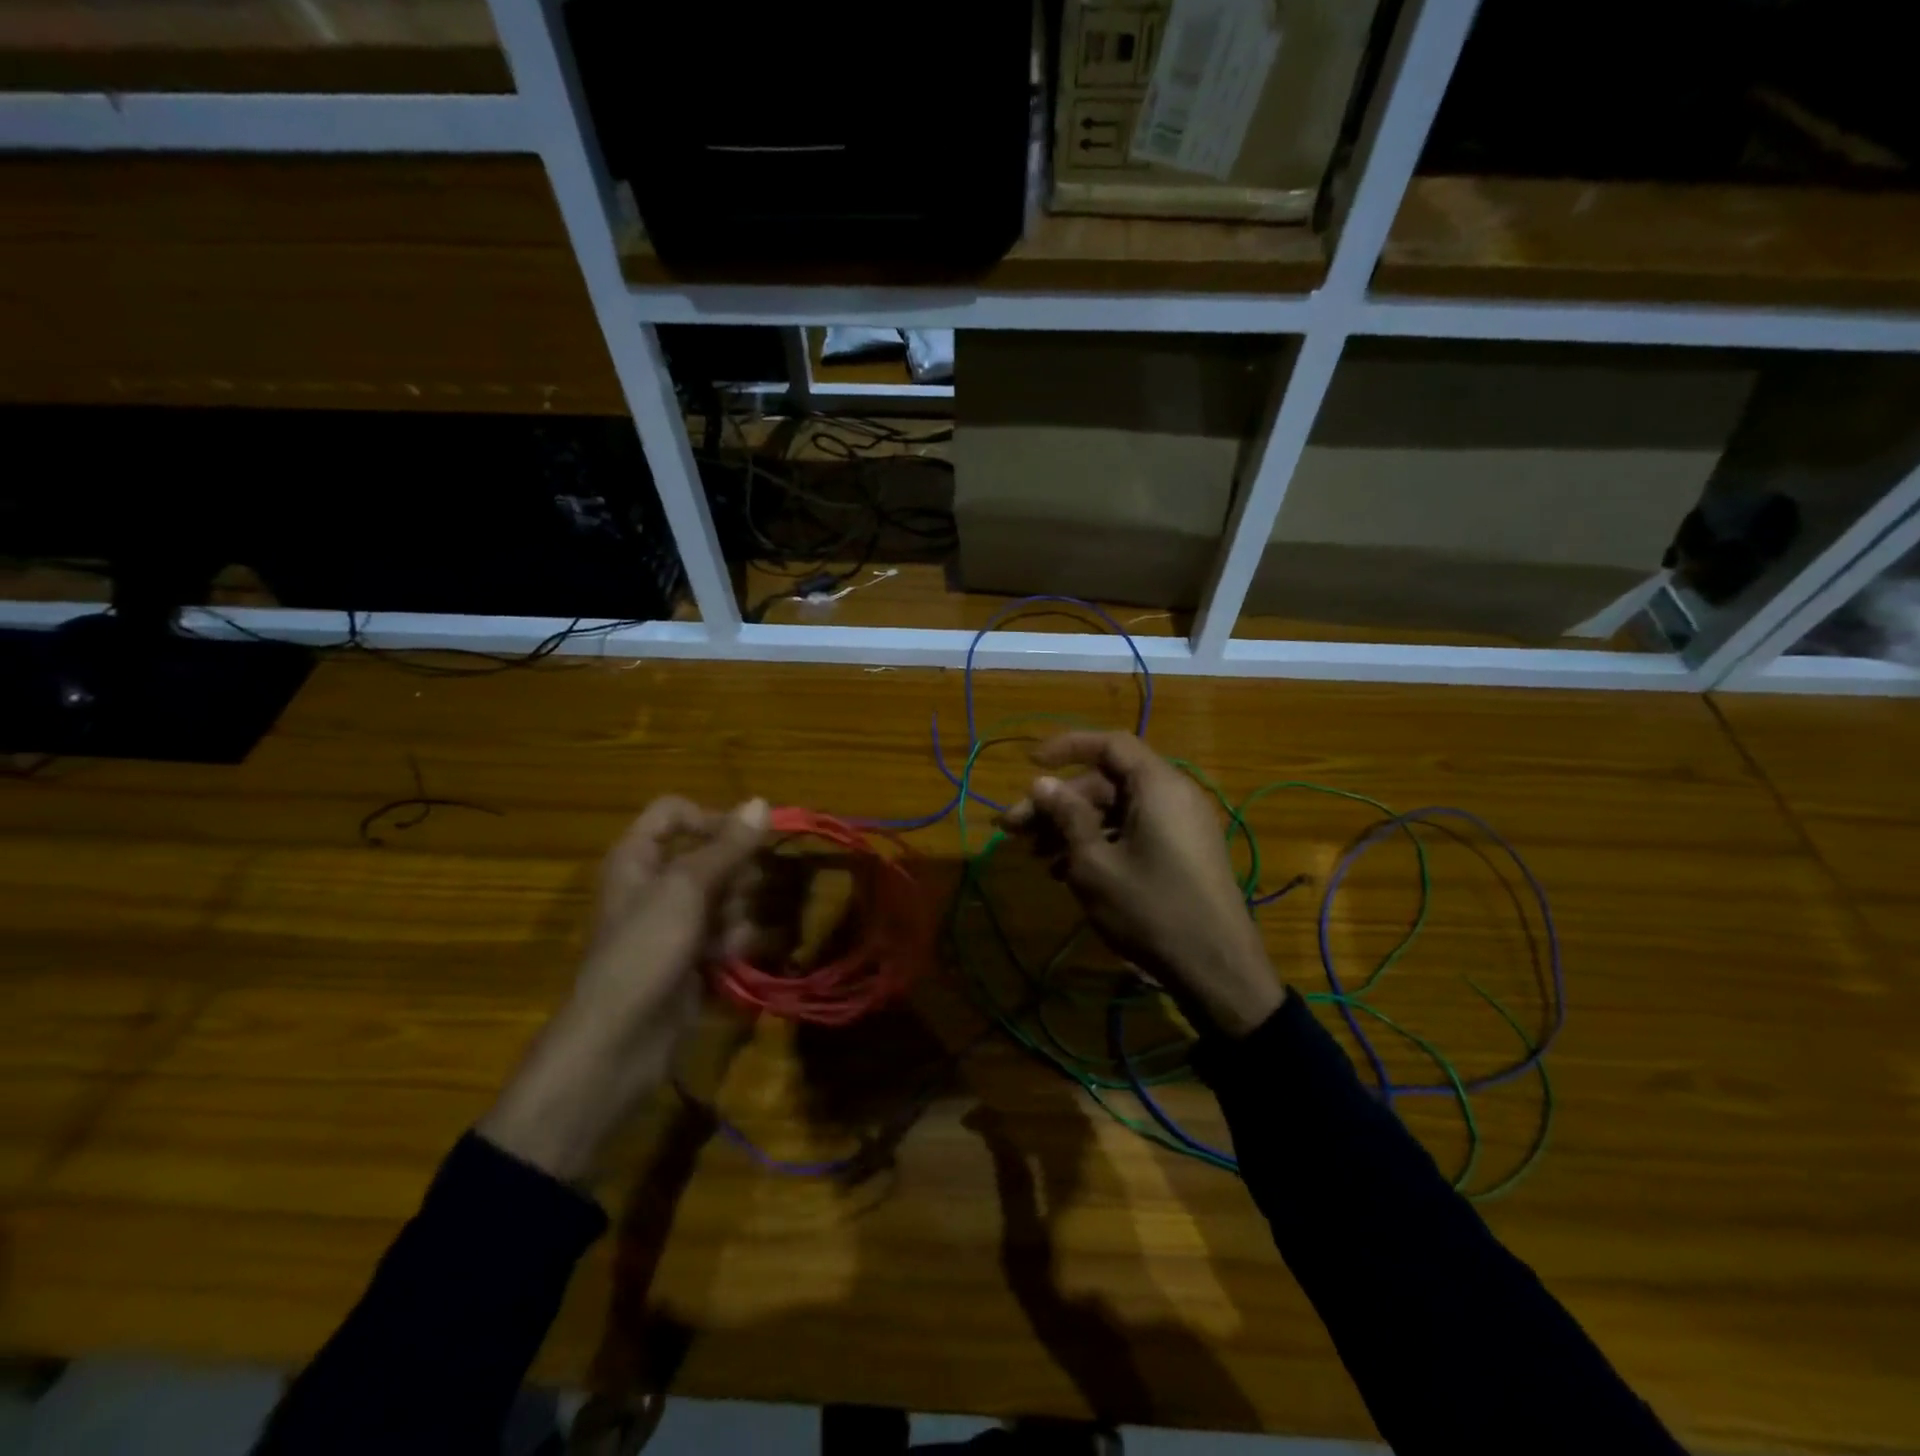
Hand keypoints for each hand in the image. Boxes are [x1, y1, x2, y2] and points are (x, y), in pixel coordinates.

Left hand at [478, 796, 770, 1181]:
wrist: (620, 1042)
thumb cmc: (645, 950)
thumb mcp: (687, 888)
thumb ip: (728, 846)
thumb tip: (761, 801)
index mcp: (637, 857)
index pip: (675, 812)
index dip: (710, 818)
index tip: (744, 840)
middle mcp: (655, 884)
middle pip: (710, 855)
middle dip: (734, 875)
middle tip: (738, 896)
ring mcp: (673, 923)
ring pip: (725, 895)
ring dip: (737, 913)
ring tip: (728, 938)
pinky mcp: (691, 956)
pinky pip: (725, 932)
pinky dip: (733, 942)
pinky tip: (731, 958)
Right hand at [1002, 732, 1283, 1037]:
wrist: (1217, 970)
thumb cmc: (1150, 909)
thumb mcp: (1095, 863)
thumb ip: (1066, 816)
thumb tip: (1042, 783)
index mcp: (1158, 786)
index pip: (1109, 745)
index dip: (1066, 747)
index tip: (1029, 765)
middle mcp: (1173, 796)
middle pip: (1107, 783)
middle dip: (1058, 803)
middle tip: (1015, 830)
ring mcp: (1180, 827)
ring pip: (1116, 812)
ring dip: (1073, 828)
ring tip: (1036, 858)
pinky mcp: (1181, 854)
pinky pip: (1133, 833)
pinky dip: (1099, 844)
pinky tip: (1065, 872)